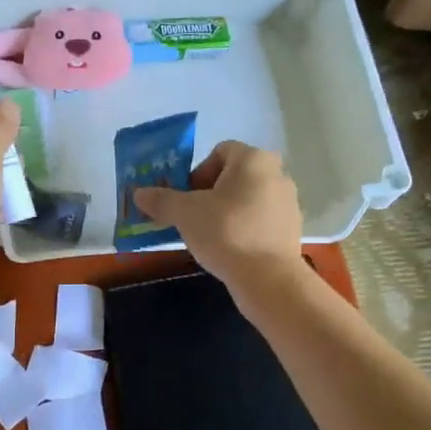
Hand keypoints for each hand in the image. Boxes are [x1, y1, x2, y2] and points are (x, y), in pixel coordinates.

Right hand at [132, 141, 306, 295]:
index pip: (219, 152)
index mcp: (253, 159)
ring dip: (226, 212)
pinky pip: (260, 221)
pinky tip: (230, 250)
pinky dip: (244, 229)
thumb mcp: (184, 213)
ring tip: (209, 236)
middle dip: (210, 194)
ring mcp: (288, 202)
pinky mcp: (292, 230)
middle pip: (234, 176)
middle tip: (193, 217)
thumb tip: (139, 194)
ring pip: (248, 199)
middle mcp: (276, 174)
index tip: (186, 198)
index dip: (197, 172)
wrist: (268, 278)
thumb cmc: (225, 232)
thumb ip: (161, 200)